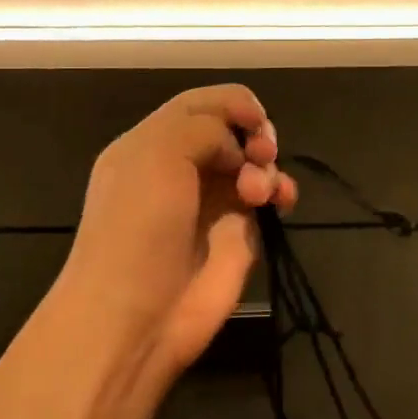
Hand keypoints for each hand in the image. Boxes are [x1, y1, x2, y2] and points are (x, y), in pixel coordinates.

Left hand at [57, 84, 297, 386]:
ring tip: (258, 192)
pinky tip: (281, 201)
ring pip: (254, 163)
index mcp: (151, 144)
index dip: (232, 103)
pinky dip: (280, 191)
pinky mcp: (237, 235)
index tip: (254, 118)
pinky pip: (267, 199)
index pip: (200, 105)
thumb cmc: (138, 227)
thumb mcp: (157, 154)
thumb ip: (203, 126)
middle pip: (233, 130)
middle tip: (260, 152)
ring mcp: (211, 202)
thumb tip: (239, 146)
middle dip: (254, 134)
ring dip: (267, 166)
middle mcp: (182, 169)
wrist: (135, 315)